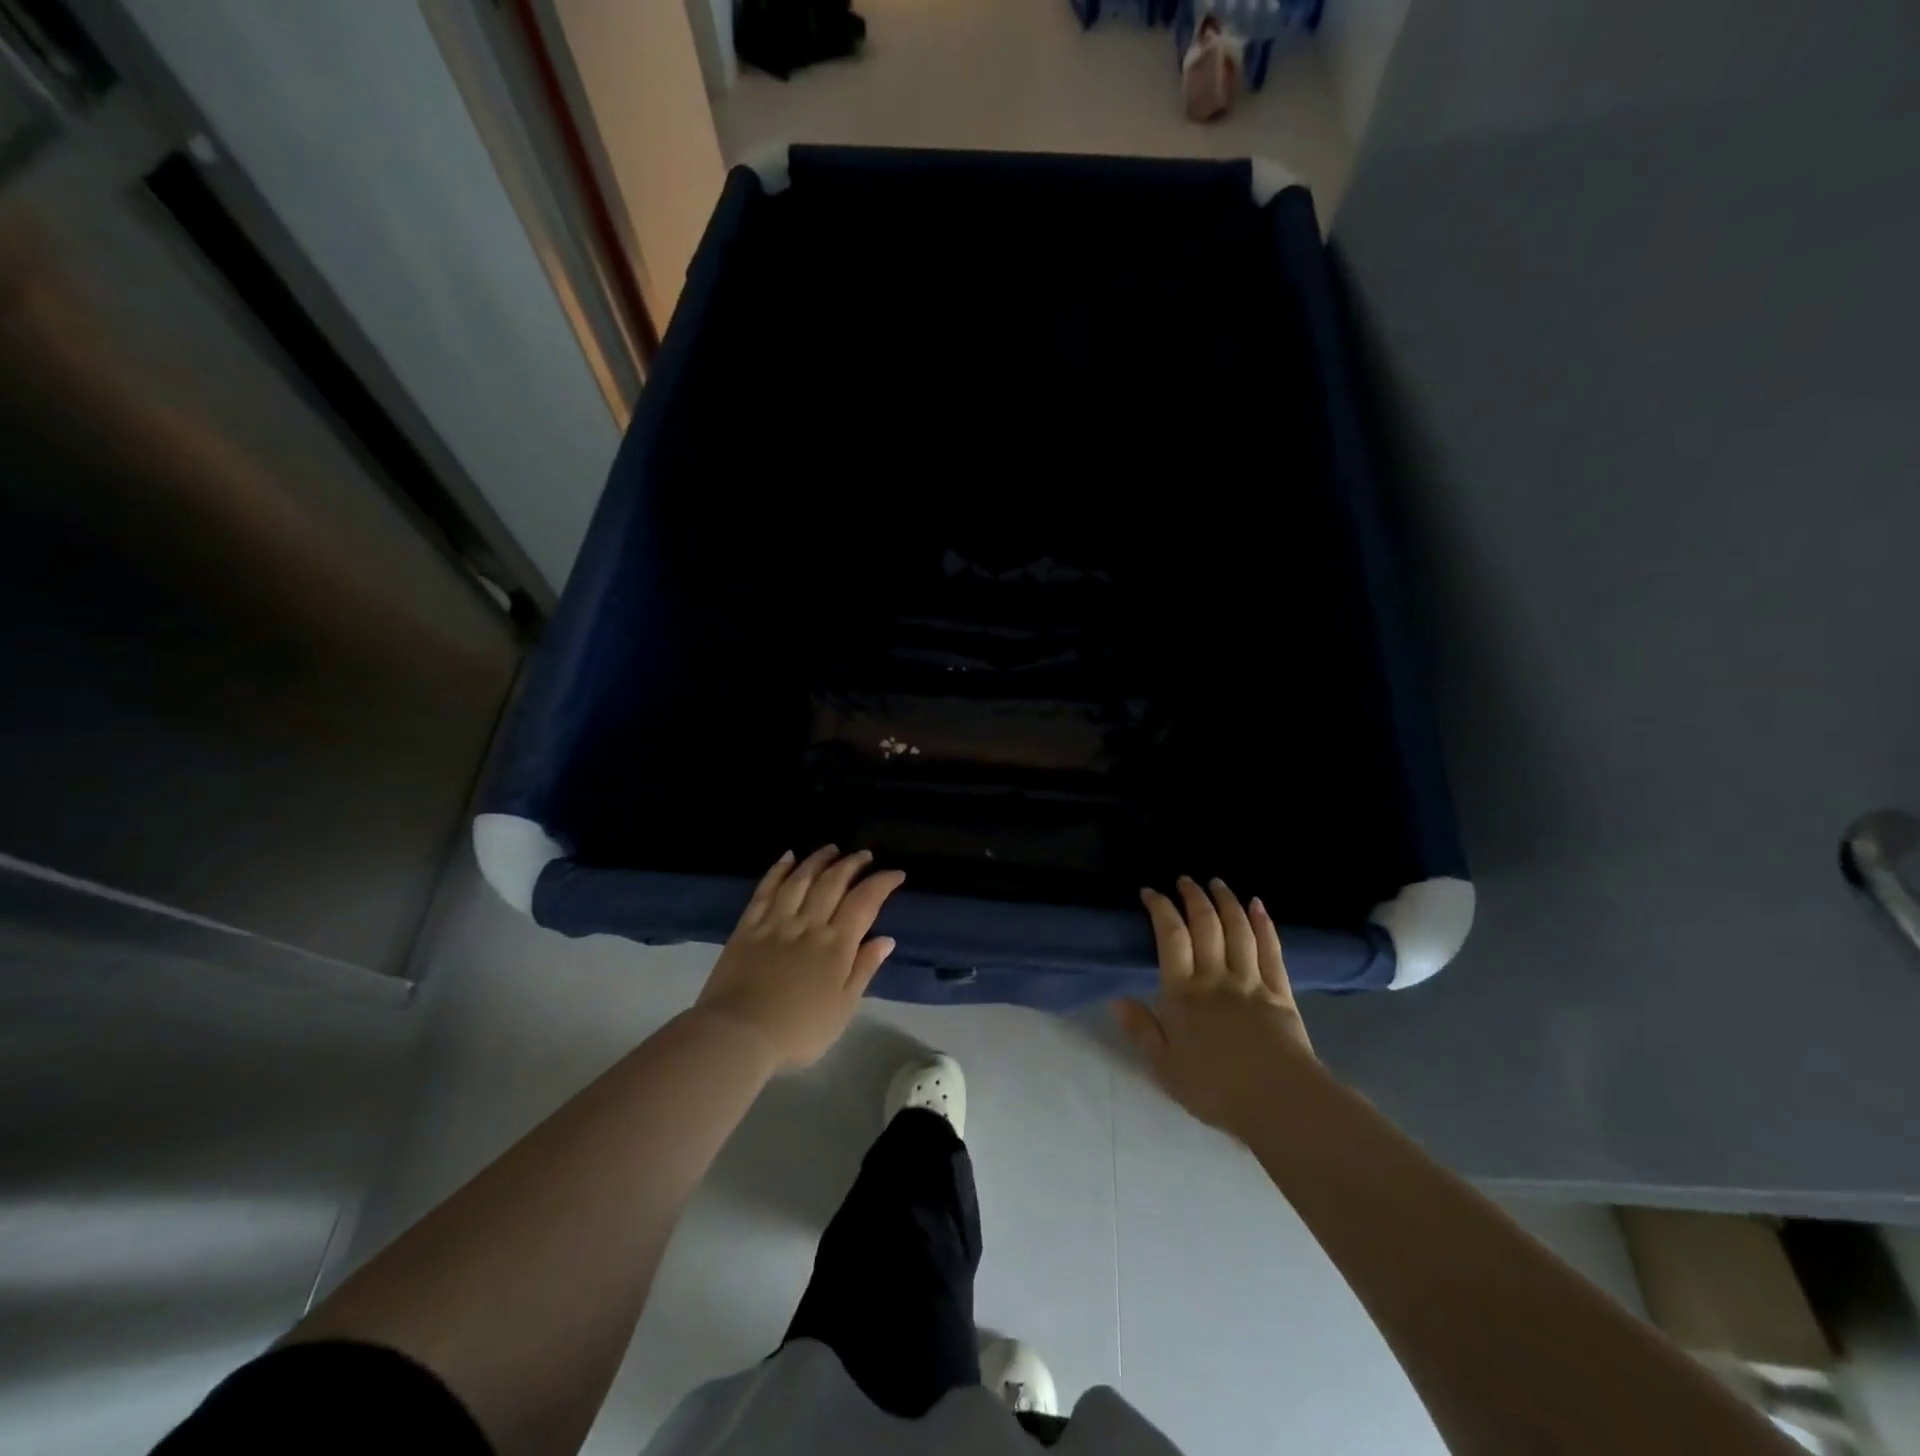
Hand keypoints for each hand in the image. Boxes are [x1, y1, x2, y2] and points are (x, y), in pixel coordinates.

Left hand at [695, 846, 904, 1071]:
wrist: (738, 1035)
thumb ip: (864, 969)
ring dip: (818, 860)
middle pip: (833, 883)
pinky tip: (787, 858)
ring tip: (832, 848)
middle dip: (852, 864)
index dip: (882, 883)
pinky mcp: (748, 927)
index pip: (864, 902)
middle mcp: (808, 924)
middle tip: (864, 855)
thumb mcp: (843, 1008)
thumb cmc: (798, 1030)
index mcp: (836, 945)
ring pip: (801, 879)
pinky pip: (765, 890)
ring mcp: (776, 922)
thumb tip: (886, 939)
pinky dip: (778, 870)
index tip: (896, 873)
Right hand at [1115, 876, 1316, 1137]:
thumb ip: (1140, 1029)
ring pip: (1238, 930)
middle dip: (1193, 897)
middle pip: (1205, 925)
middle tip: (1184, 879)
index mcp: (1184, 993)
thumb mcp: (1163, 1066)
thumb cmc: (1214, 1088)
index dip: (1160, 908)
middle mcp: (1216, 977)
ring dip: (1226, 901)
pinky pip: (1271, 950)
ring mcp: (1251, 981)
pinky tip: (1259, 906)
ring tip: (1217, 882)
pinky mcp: (1280, 992)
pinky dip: (1264, 924)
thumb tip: (1116, 998)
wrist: (1279, 1102)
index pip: (1170, 937)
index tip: (1150, 891)